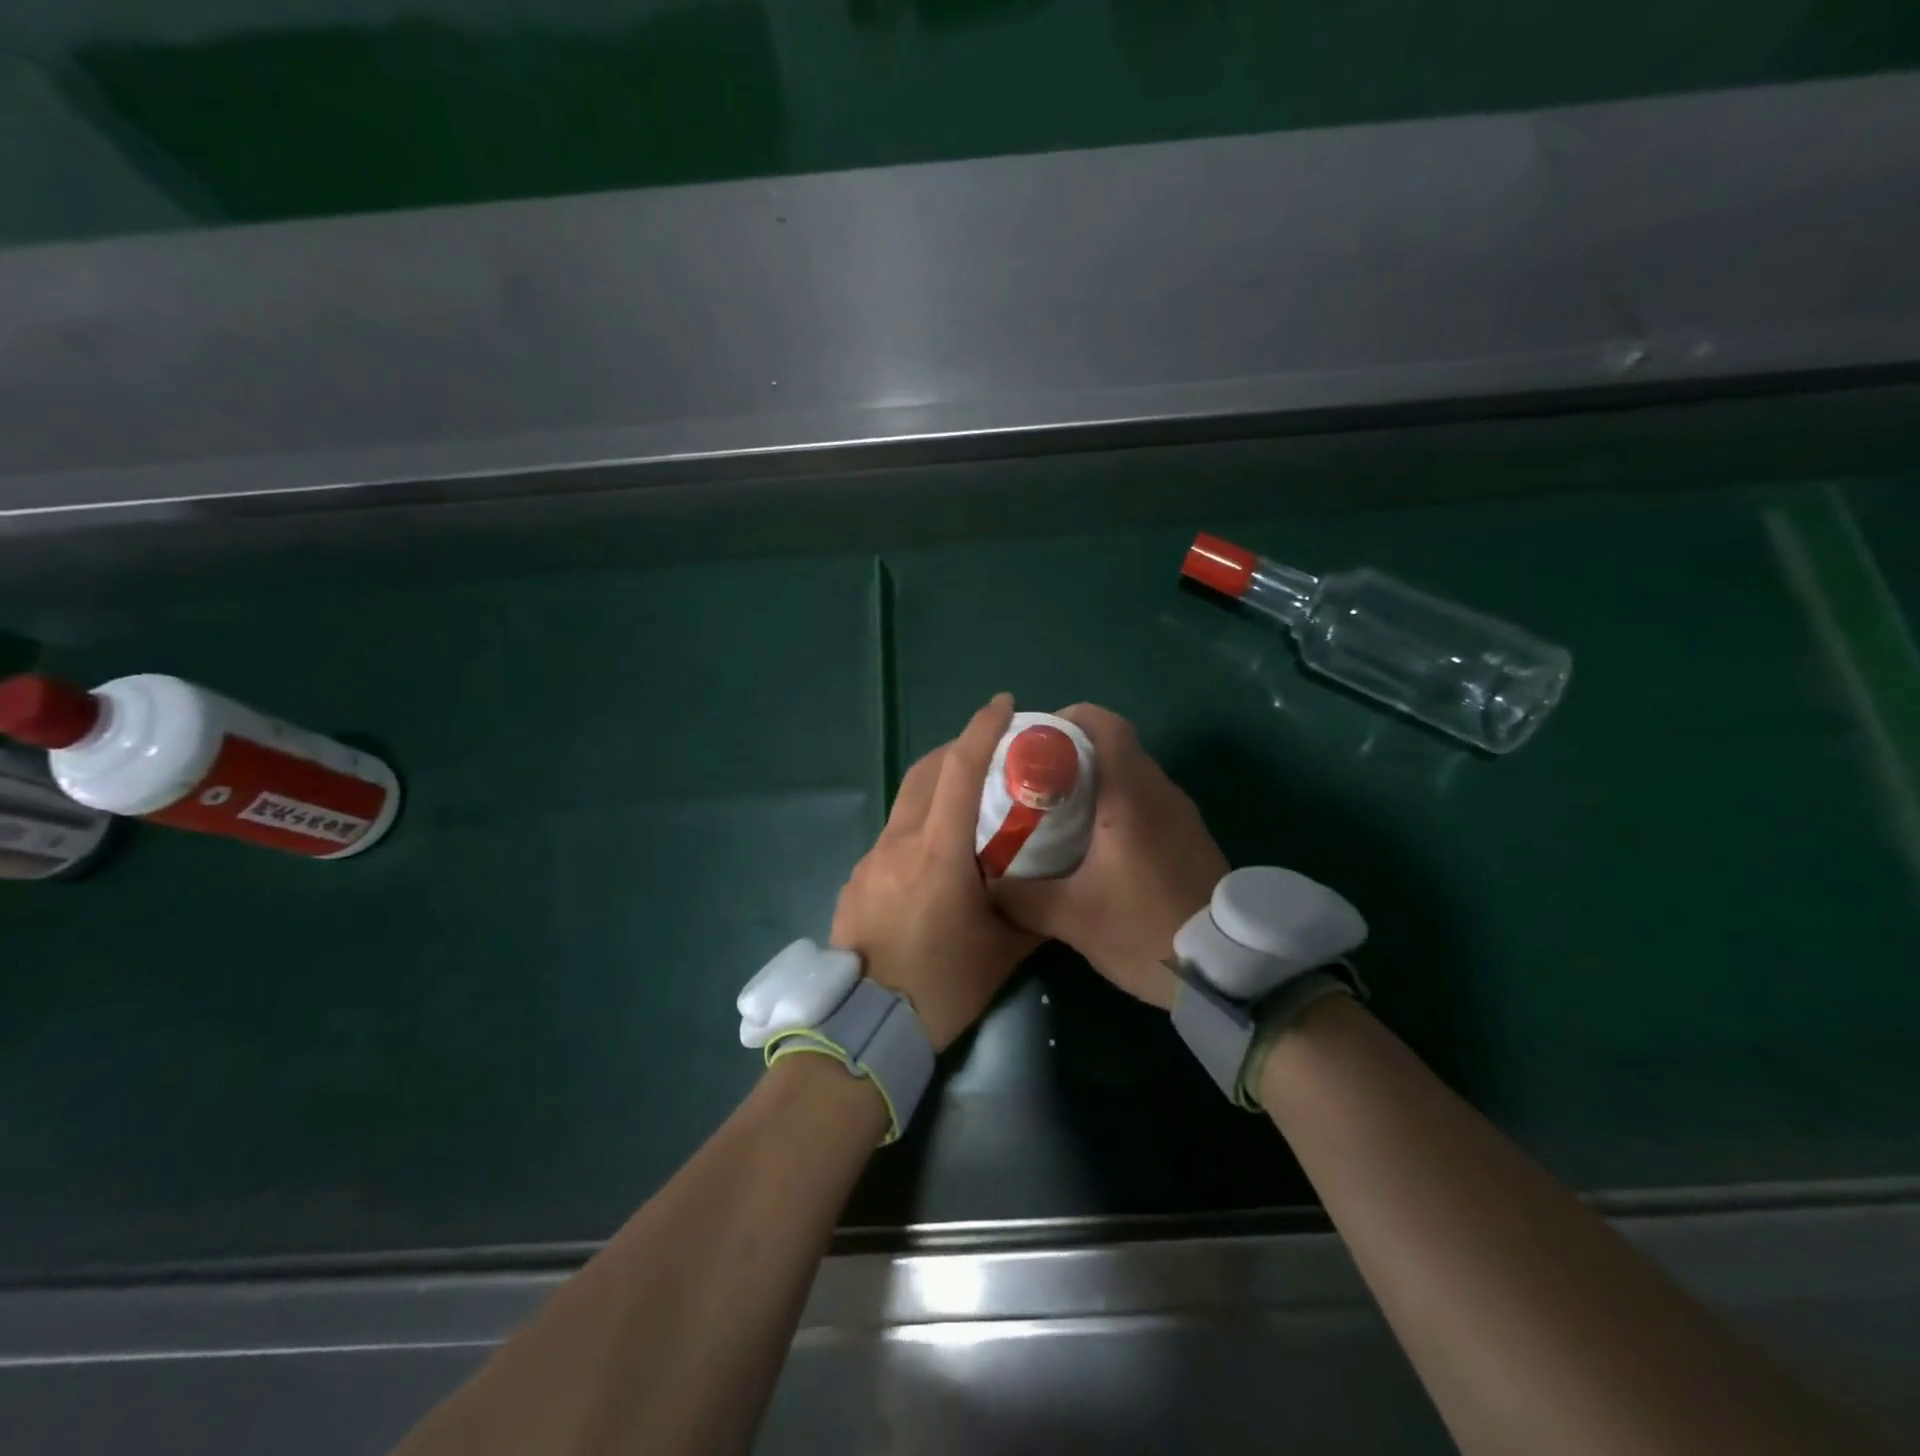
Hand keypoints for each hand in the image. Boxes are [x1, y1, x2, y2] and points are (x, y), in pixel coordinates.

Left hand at [831, 693, 1039, 1050]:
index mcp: (938, 850)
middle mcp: (899, 841)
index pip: (960, 769)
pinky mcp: (856, 879)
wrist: (864, 1026)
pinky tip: (934, 858)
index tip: (1003, 704)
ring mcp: (871, 858)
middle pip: (925, 771)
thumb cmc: (941, 986)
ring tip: (965, 804)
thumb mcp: (1002, 951)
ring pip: (905, 801)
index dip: (982, 729)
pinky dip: (917, 824)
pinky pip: (892, 835)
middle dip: (957, 749)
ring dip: (935, 787)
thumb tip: (1053, 891)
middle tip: (989, 753)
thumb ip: (1032, 912)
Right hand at [992, 704, 1226, 1008]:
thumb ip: (1019, 896)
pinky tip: (1094, 840)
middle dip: (1071, 751)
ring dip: (1095, 779)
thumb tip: (983, 880)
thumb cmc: (1145, 931)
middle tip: (1032, 778)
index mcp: (1130, 796)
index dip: (1068, 719)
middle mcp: (1160, 792)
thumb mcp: (1071, 918)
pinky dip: (1117, 802)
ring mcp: (1181, 813)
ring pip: (1133, 773)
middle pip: (1116, 746)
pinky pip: (1147, 799)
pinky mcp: (1190, 836)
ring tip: (1056, 808)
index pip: (1105, 725)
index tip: (1033, 739)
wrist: (1228, 971)